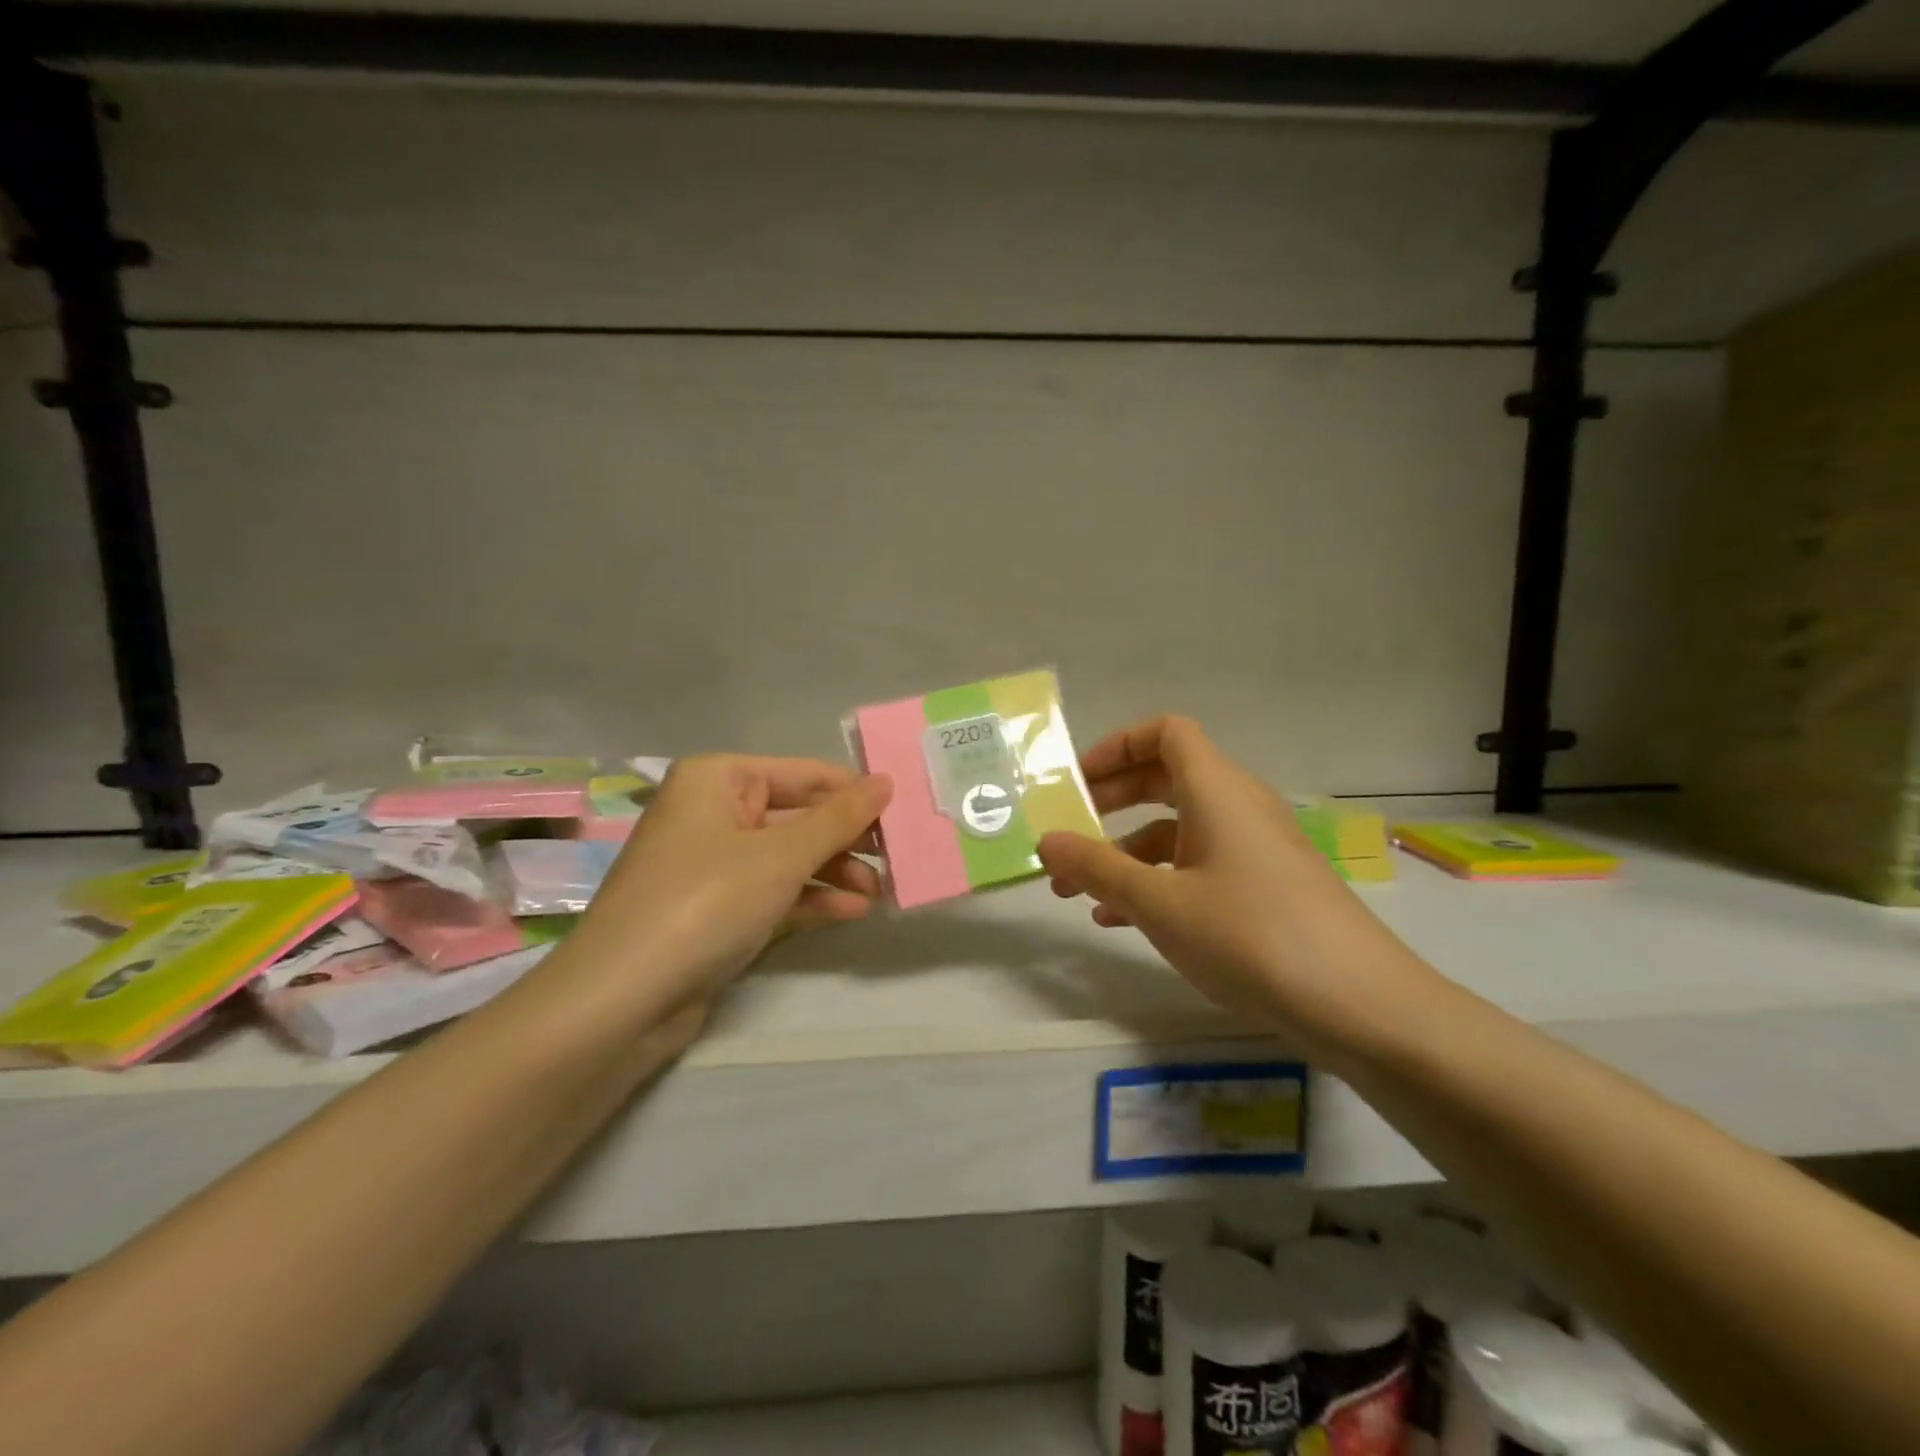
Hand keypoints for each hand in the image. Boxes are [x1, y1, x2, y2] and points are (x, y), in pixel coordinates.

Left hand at [561, 755, 892, 1017]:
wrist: (621, 1001)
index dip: (855, 793)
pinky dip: (812, 898)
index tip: (906, 812)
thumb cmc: (704, 902)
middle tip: (900, 857)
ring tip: (883, 892)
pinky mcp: (717, 908)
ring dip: (837, 872)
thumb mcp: (781, 856)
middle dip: (848, 839)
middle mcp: (714, 812)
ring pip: (790, 856)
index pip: (805, 774)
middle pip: (799, 816)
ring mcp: (714, 863)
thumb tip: (886, 780)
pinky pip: (775, 890)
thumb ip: (839, 818)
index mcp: (718, 779)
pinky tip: (854, 911)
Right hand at [1037, 716, 1425, 1038]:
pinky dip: (1158, 881)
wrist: (1360, 1005)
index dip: (1118, 745)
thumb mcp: (1158, 903)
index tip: (1078, 782)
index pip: (1165, 733)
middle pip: (1166, 778)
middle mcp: (1237, 807)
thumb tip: (1046, 840)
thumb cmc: (1250, 935)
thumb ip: (1096, 867)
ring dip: (1126, 852)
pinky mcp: (1265, 888)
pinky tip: (1122, 921)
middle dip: (1111, 801)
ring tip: (1078, 893)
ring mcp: (1254, 849)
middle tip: (1068, 831)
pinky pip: (1199, 866)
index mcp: (1216, 790)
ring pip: (1178, 829)